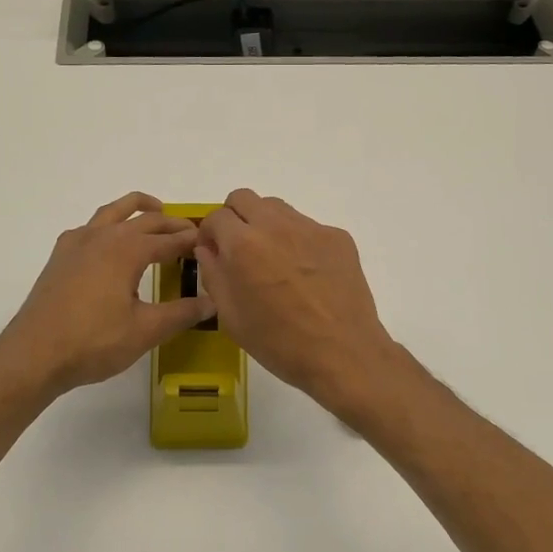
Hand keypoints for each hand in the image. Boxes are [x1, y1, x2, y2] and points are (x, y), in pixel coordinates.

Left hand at [0, 193, 214, 401]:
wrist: (34, 354)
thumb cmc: (93, 342)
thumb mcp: (145, 330)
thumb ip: (181, 313)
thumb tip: (213, 302)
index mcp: (127, 250)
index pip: (169, 239)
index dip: (191, 240)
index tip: (210, 242)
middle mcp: (103, 237)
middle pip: (144, 220)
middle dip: (170, 224)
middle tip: (191, 232)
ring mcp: (77, 244)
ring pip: (113, 212)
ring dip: (137, 208)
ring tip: (155, 211)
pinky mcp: (60, 257)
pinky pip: (90, 227)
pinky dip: (108, 224)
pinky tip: (110, 242)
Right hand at [195, 190, 401, 412]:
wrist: (342, 353)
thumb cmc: (279, 343)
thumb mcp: (231, 317)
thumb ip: (214, 275)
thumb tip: (209, 250)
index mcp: (243, 244)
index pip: (215, 217)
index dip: (210, 234)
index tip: (215, 253)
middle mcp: (276, 225)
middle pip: (244, 198)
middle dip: (235, 218)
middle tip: (239, 249)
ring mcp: (310, 228)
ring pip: (277, 208)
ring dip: (266, 225)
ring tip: (273, 261)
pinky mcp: (338, 237)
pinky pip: (307, 227)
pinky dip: (298, 241)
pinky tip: (306, 275)